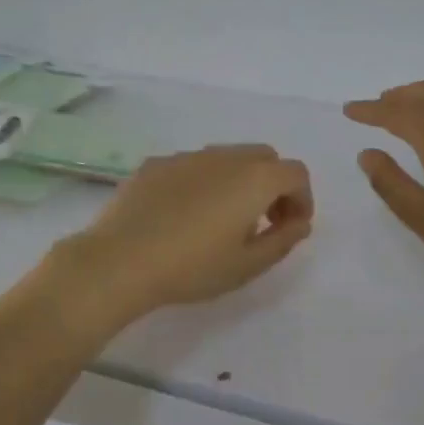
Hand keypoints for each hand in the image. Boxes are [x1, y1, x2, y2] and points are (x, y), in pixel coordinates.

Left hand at [53, 145, 314, 328]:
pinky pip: (193, 166)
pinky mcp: (156, 164)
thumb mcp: (248, 265)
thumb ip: (283, 240)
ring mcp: (187, 156)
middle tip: (263, 222)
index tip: (290, 228)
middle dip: (273, 185)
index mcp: (255, 178)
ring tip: (222, 221)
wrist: (121, 261)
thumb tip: (300, 223)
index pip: (296, 174)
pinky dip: (204, 183)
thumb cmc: (193, 267)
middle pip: (264, 158)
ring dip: (238, 182)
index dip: (302, 199)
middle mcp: (225, 157)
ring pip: (227, 158)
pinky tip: (184, 216)